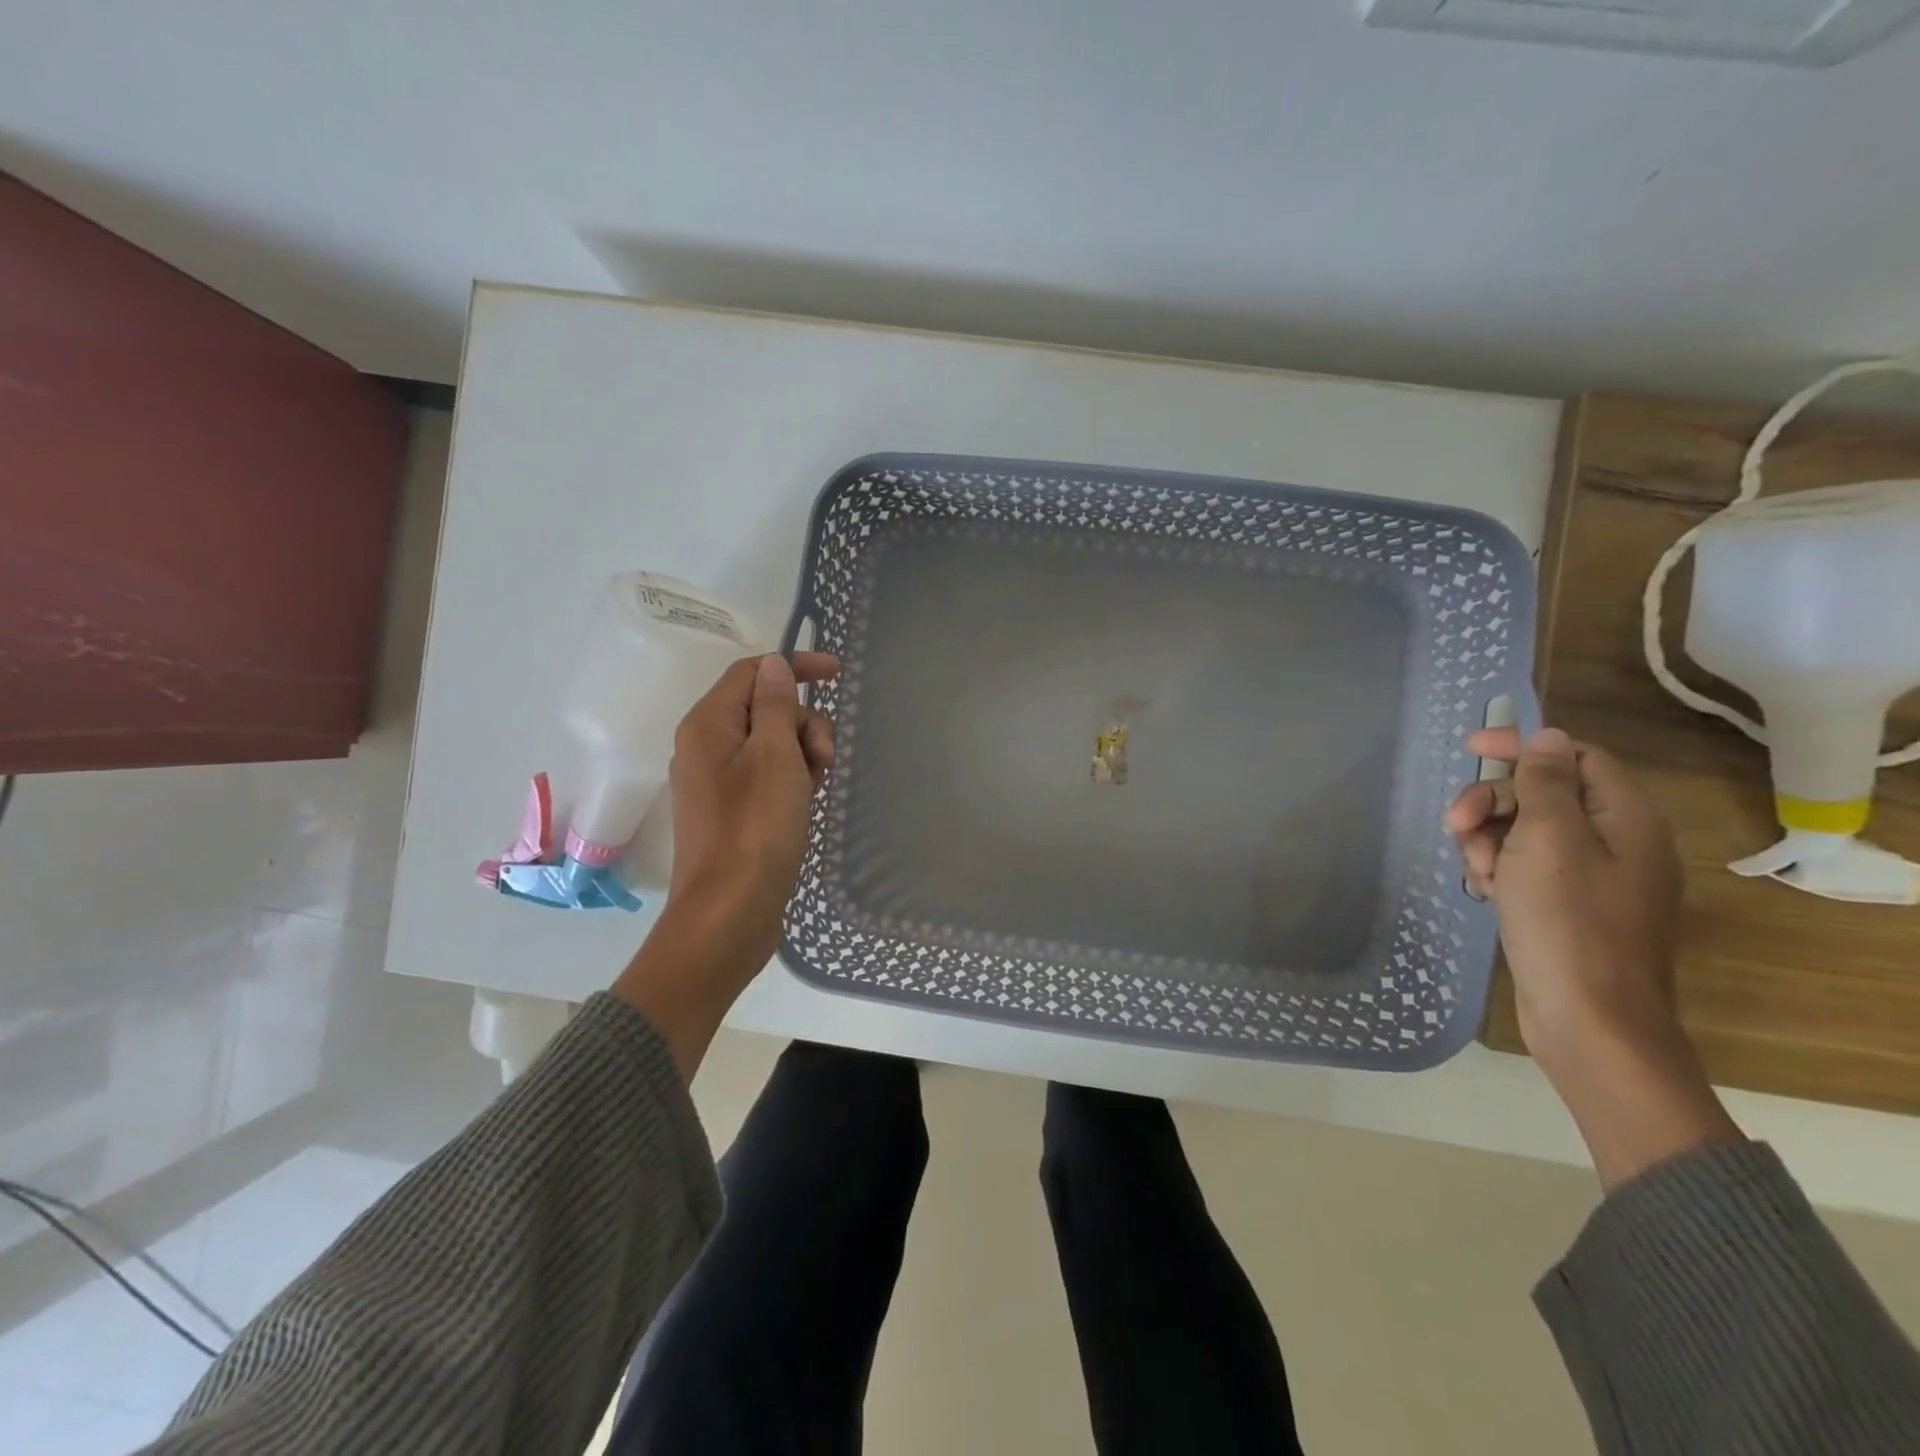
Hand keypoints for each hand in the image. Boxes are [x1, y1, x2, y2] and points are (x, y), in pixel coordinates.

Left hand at [613, 651, 838, 1076]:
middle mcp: (706, 747)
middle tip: (825, 758)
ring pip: (771, 744)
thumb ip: (776, 705)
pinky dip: (792, 779)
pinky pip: (767, 776)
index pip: (752, 672)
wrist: (729, 914)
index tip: (837, 676)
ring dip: (803, 753)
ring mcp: (718, 782)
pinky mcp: (733, 811)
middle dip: (804, 723)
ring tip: (817, 787)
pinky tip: (807, 802)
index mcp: (708, 725)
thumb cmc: (755, 829)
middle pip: (765, 709)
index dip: (795, 667)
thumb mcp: (775, 757)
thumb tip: (773, 665)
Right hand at [1448, 726, 1741, 1187]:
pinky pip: (1527, 867)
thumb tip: (1548, 738)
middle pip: (1544, 795)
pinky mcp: (1569, 908)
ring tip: (1474, 870)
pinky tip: (1484, 889)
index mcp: (1625, 819)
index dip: (1523, 746)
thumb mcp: (1549, 840)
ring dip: (1488, 838)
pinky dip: (1499, 868)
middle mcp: (1617, 843)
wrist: (1590, 1020)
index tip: (1468, 749)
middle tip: (1454, 824)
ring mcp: (1593, 879)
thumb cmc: (1568, 922)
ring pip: (1527, 832)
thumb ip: (1546, 784)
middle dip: (1492, 802)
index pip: (1575, 757)